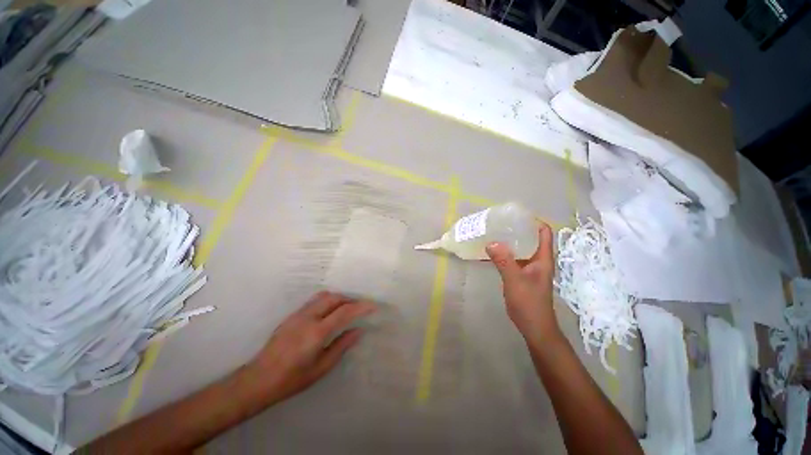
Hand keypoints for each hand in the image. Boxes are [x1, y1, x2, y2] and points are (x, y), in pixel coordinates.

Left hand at [247, 291, 375, 403]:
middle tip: (359, 308)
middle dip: (350, 300)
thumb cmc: (292, 379)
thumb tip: (358, 331)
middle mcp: (308, 318)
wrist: (258, 379)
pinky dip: (327, 301)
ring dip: (338, 298)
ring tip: (346, 308)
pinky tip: (329, 312)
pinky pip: (314, 301)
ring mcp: (298, 314)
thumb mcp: (321, 367)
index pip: (344, 312)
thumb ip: (341, 346)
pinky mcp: (292, 316)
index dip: (361, 307)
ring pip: (323, 296)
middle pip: (334, 298)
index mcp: (317, 332)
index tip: (373, 306)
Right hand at [485, 223, 560, 347]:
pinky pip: (512, 258)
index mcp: (543, 258)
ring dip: (509, 241)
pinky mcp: (521, 275)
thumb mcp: (515, 280)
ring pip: (520, 248)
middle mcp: (538, 260)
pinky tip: (491, 251)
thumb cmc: (529, 303)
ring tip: (494, 233)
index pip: (543, 232)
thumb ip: (503, 261)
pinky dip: (504, 253)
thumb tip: (491, 242)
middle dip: (517, 229)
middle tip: (500, 222)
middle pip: (530, 238)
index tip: (516, 215)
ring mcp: (529, 268)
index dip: (533, 221)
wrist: (534, 327)